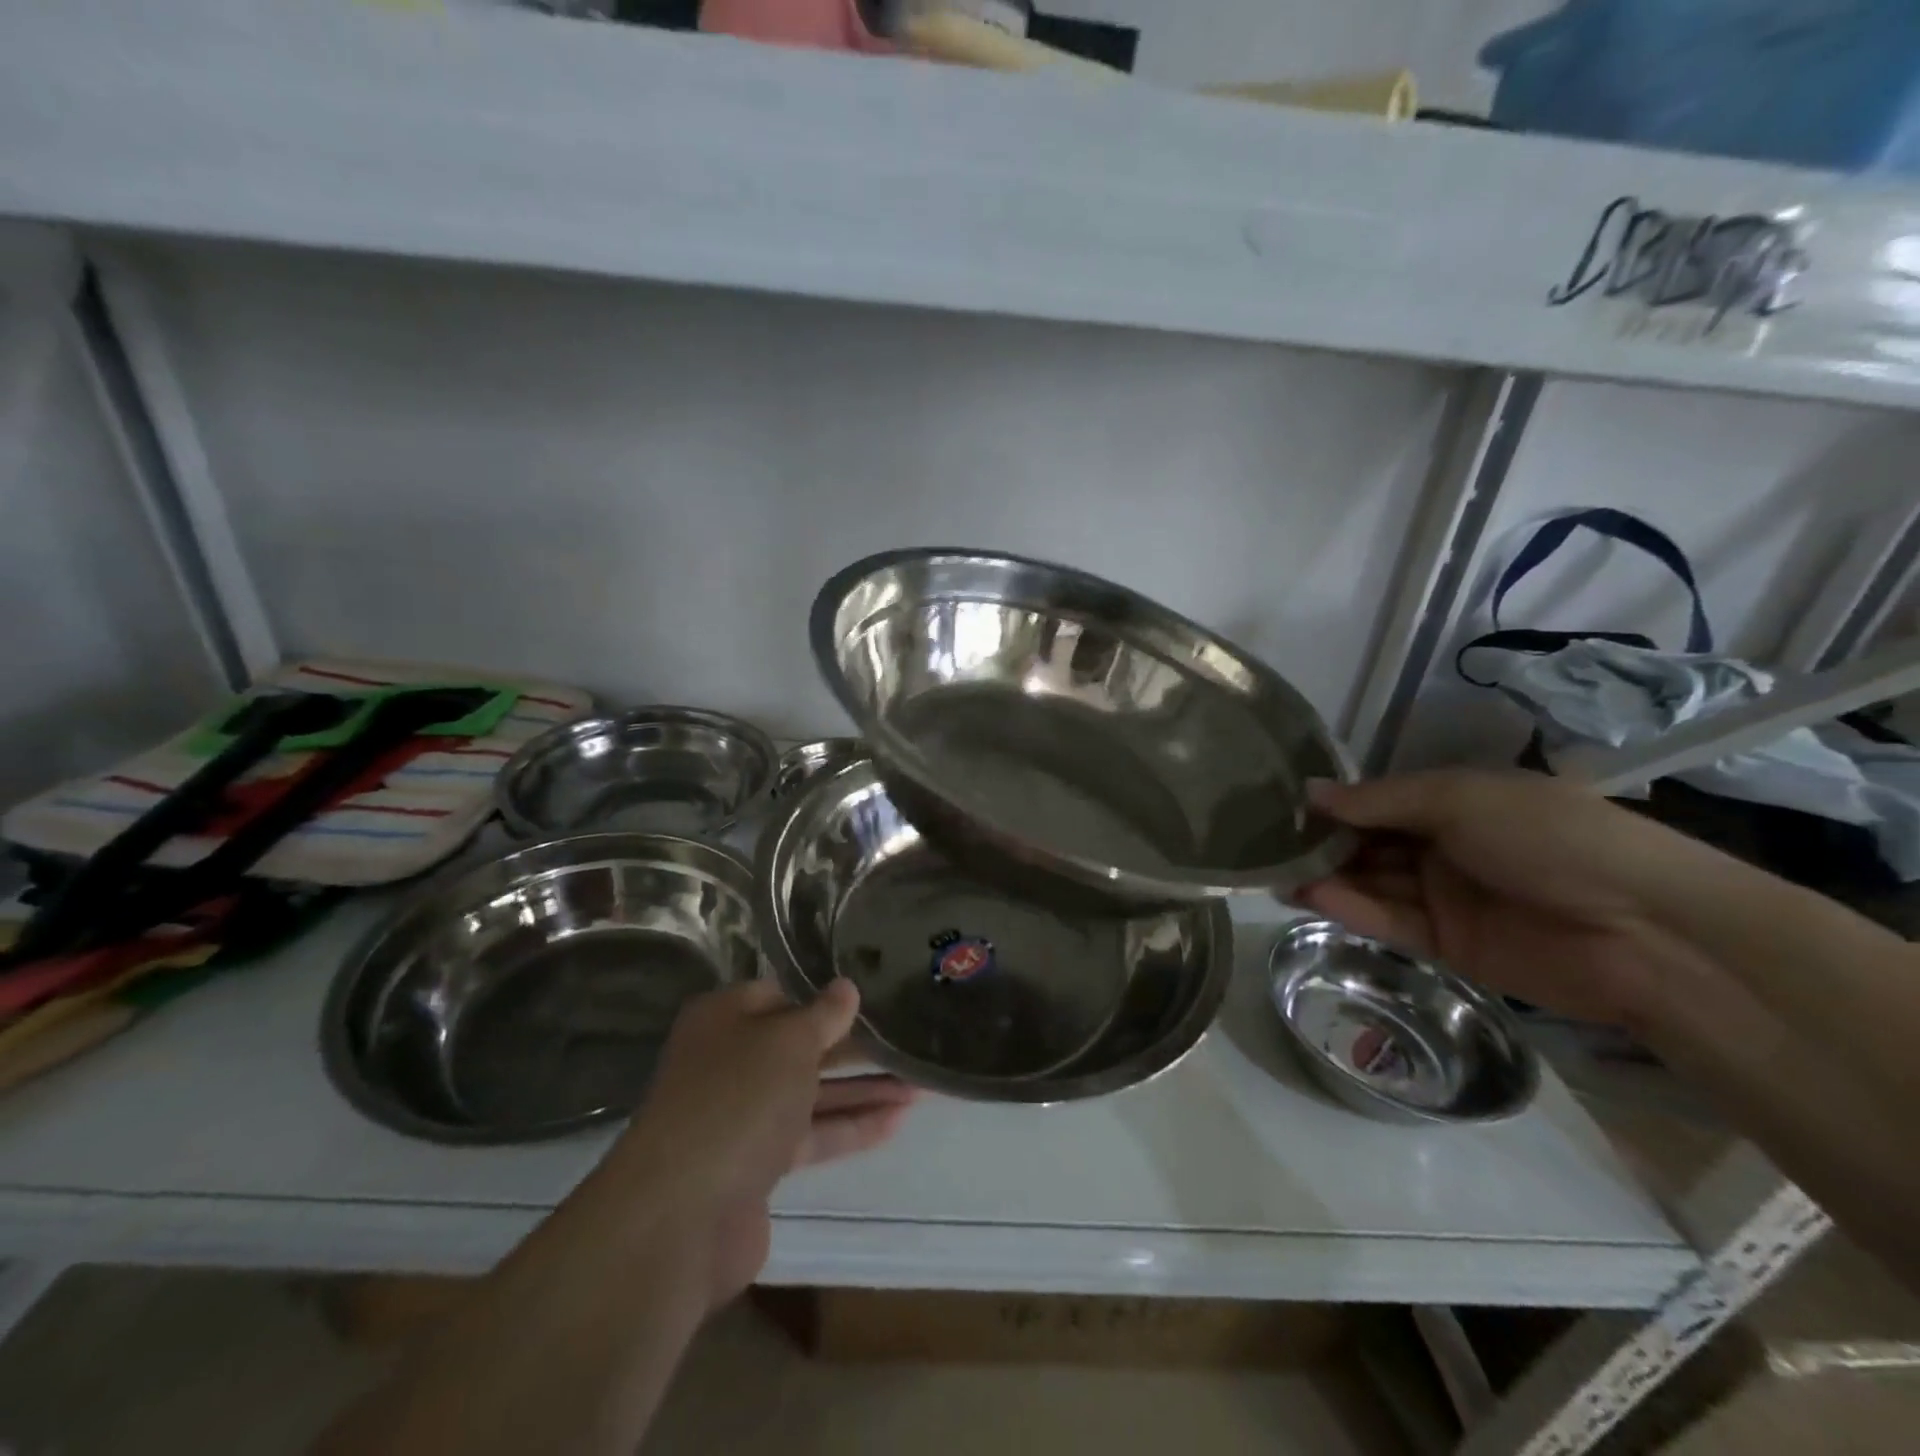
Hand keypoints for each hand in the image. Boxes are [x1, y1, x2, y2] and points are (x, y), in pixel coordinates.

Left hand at [605, 980, 913, 1310]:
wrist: (682, 1215)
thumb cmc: (738, 1099)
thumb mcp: (789, 1041)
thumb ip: (824, 1014)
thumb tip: (846, 987)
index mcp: (724, 1018)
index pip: (780, 994)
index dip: (824, 996)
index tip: (871, 997)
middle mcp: (729, 1062)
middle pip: (800, 1047)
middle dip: (854, 1048)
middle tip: (906, 1042)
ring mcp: (741, 1116)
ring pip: (810, 1093)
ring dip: (862, 1090)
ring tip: (919, 1085)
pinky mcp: (756, 1165)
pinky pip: (810, 1135)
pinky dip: (849, 1127)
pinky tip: (896, 1122)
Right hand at [1297, 770, 1713, 1026]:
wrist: (1644, 932)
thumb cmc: (1549, 837)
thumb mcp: (1460, 799)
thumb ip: (1380, 800)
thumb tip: (1309, 792)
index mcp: (1457, 803)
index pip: (1380, 801)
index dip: (1336, 804)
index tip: (1283, 807)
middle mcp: (1446, 847)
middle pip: (1371, 844)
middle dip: (1324, 844)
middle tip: (1268, 845)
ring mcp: (1446, 897)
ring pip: (1373, 883)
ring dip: (1328, 878)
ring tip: (1274, 874)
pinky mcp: (1447, 945)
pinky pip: (1389, 921)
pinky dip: (1350, 909)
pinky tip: (1309, 898)